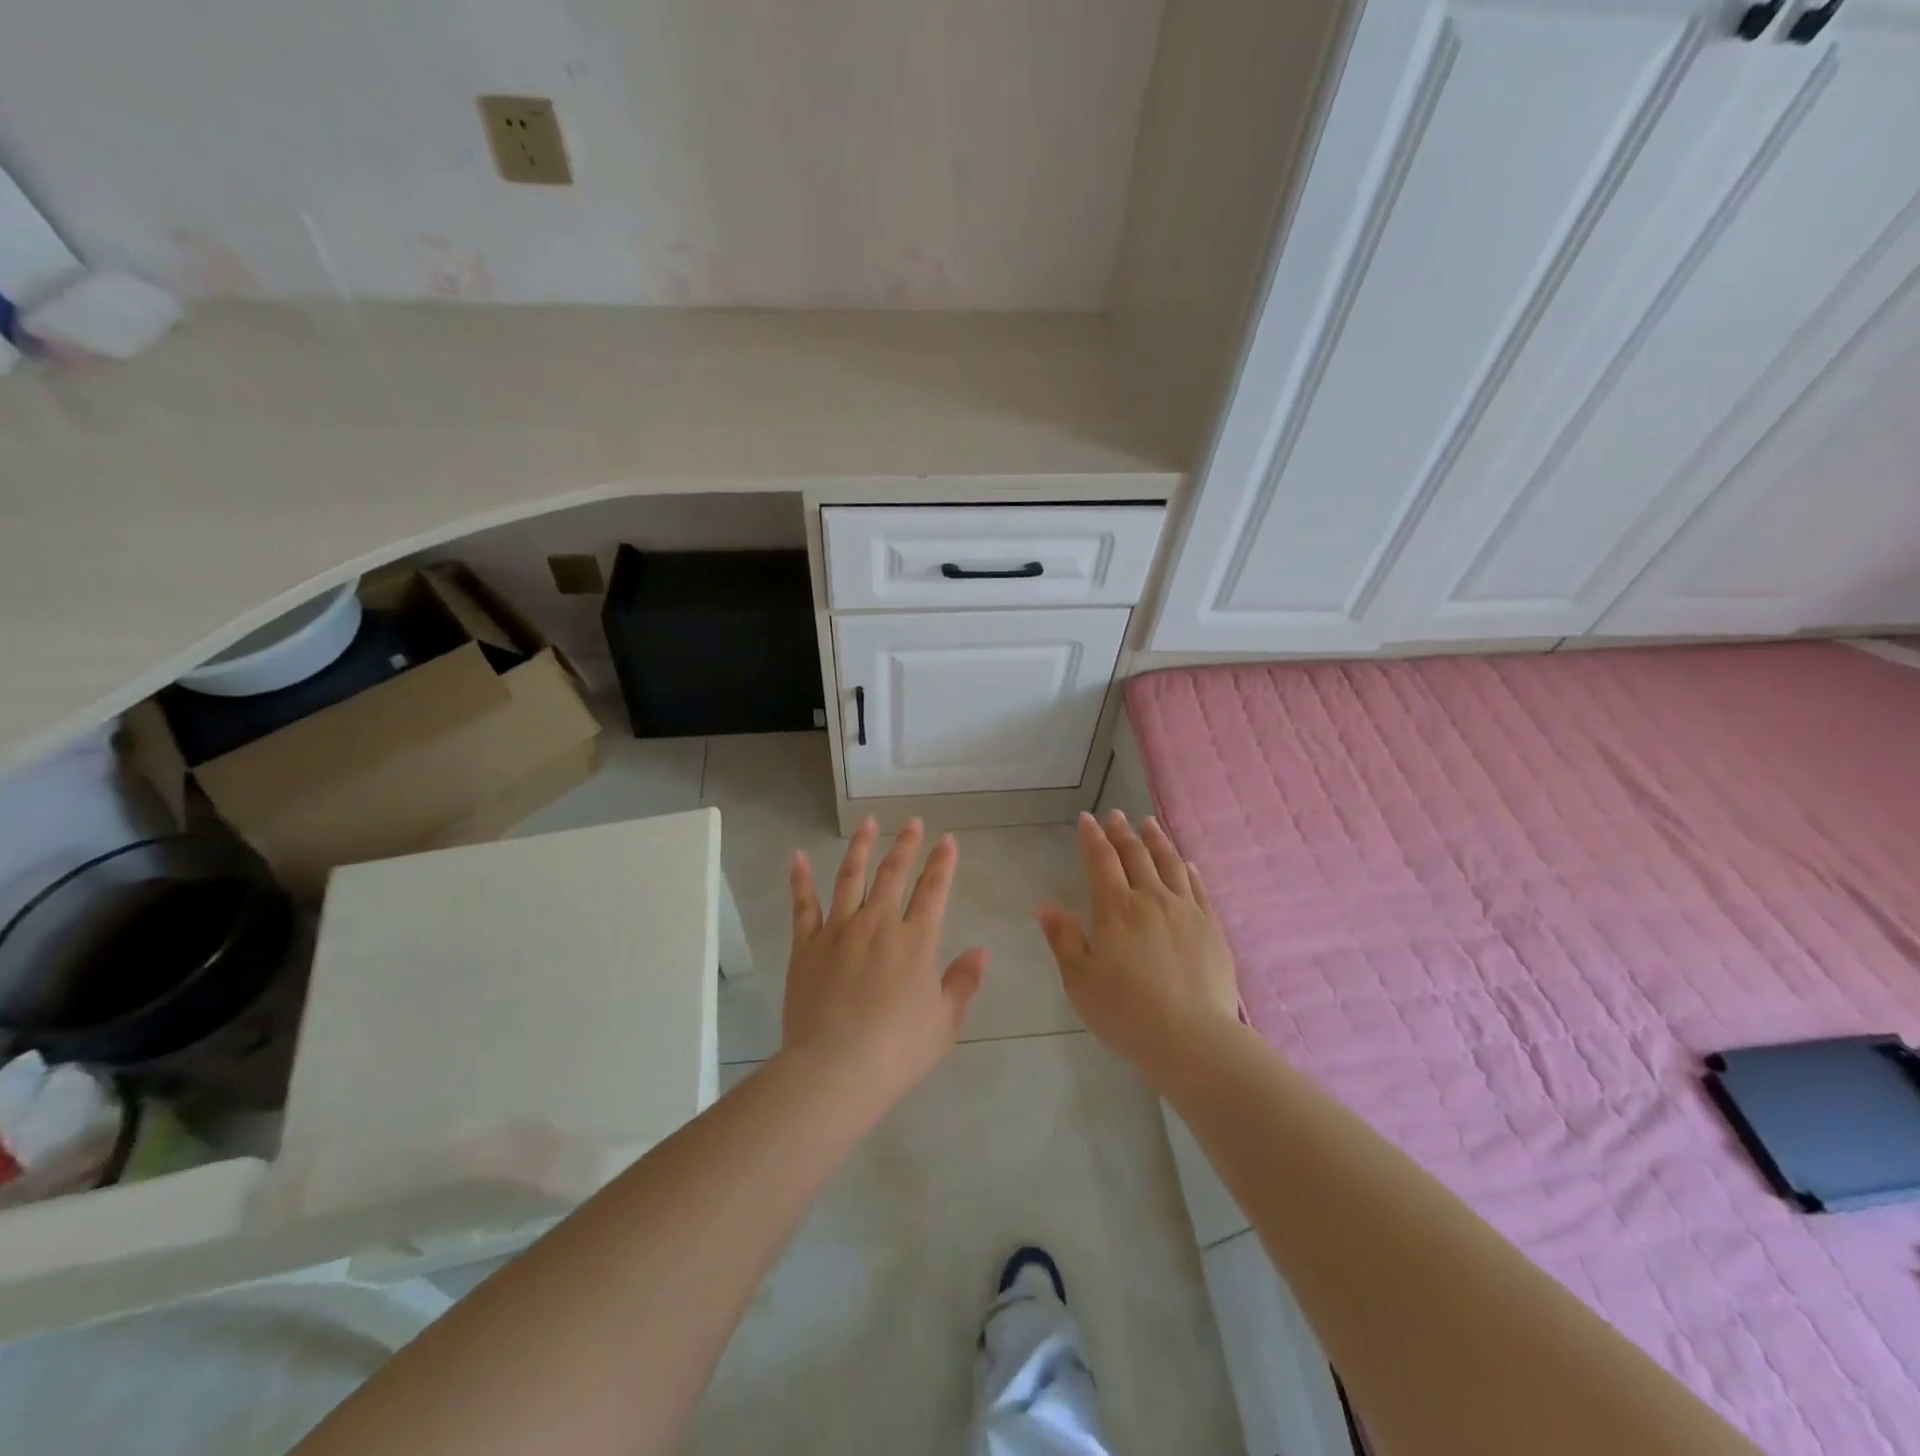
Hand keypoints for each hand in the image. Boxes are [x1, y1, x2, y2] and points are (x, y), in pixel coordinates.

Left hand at [782, 819, 989, 1111]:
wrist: (836, 1070)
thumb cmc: (897, 1051)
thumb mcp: (944, 1023)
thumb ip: (963, 982)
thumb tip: (982, 951)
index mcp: (915, 941)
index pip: (933, 891)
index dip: (942, 863)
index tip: (947, 840)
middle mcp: (877, 924)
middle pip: (893, 874)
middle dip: (906, 845)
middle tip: (913, 822)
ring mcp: (838, 930)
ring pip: (850, 877)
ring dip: (861, 847)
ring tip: (868, 823)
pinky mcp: (806, 945)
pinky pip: (803, 905)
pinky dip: (801, 878)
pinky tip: (799, 856)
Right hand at [1036, 811, 1240, 1081]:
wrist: (1192, 1038)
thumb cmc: (1125, 1011)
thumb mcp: (1079, 979)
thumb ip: (1064, 939)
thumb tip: (1044, 906)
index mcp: (1116, 908)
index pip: (1102, 861)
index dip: (1092, 837)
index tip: (1087, 818)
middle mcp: (1152, 899)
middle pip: (1136, 856)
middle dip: (1123, 832)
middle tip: (1117, 815)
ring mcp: (1186, 911)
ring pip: (1170, 864)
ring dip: (1157, 841)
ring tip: (1150, 824)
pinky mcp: (1212, 928)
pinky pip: (1198, 888)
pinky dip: (1188, 870)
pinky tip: (1186, 864)